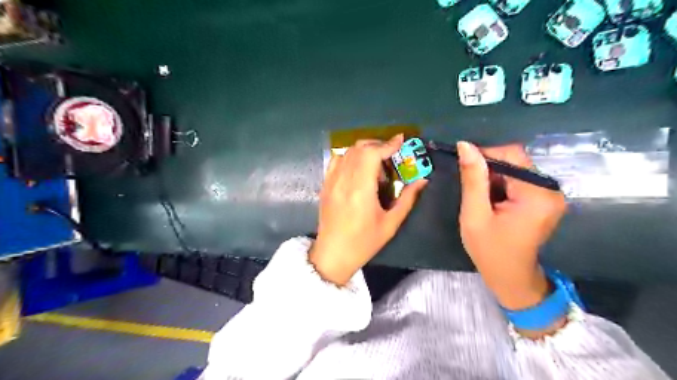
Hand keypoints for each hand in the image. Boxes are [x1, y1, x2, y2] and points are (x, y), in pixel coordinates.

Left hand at [309, 134, 423, 284]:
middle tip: (391, 153)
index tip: (400, 140)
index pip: (371, 155)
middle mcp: (343, 181)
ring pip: (347, 152)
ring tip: (376, 162)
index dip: (387, 144)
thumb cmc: (364, 242)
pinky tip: (358, 167)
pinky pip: (336, 161)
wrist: (333, 254)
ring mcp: (331, 181)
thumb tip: (422, 180)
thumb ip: (407, 199)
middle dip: (378, 145)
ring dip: (364, 150)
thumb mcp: (390, 224)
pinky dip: (349, 156)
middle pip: (359, 149)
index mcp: (360, 190)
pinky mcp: (325, 185)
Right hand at [457, 141, 566, 310]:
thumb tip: (465, 145)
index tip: (464, 168)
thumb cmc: (489, 250)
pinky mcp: (545, 199)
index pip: (511, 155)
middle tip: (472, 191)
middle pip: (516, 160)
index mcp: (537, 194)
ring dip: (494, 177)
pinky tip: (493, 201)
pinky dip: (502, 184)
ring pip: (516, 169)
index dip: (485, 155)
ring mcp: (550, 194)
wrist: (511, 277)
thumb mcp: (474, 215)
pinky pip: (520, 179)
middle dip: (489, 169)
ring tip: (482, 199)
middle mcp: (550, 189)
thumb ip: (472, 179)